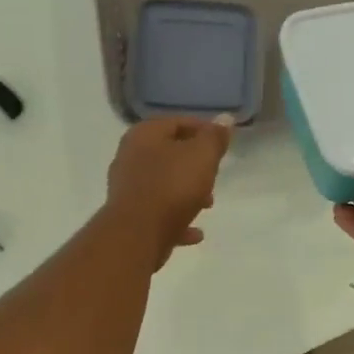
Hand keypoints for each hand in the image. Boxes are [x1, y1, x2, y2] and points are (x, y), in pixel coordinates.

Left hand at [106, 116, 233, 264]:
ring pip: (163, 184)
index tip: (223, 143)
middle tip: (215, 174)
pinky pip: (159, 213)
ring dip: (187, 192)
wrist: (138, 235)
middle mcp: (130, 157)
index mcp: (144, 135)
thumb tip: (225, 118)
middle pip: (168, 154)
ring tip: (208, 204)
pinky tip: (195, 233)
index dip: (203, 130)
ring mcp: (127, 189)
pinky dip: (177, 219)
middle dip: (195, 164)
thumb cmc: (172, 187)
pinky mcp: (130, 217)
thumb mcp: (202, 156)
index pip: (177, 122)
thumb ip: (214, 138)